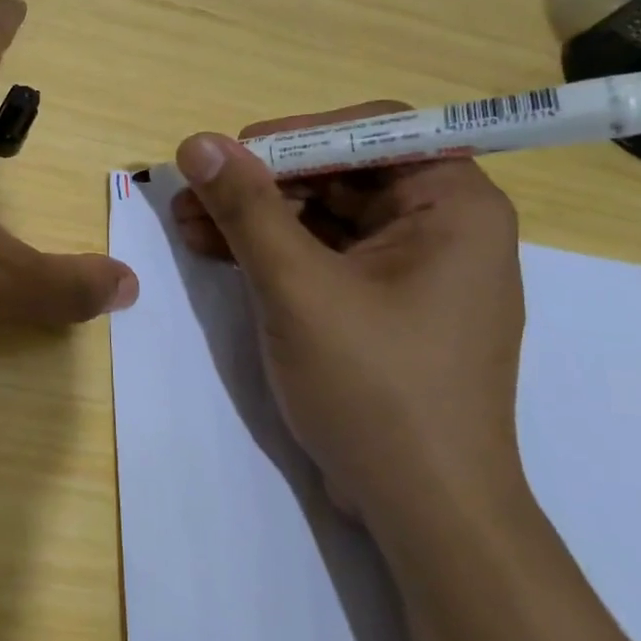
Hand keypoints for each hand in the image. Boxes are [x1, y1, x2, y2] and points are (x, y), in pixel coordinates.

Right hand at [171, 104, 524, 536]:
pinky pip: (324, 257)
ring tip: (185, 223)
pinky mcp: (383, 307)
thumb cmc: (375, 387)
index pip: (373, 131)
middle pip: (341, 174)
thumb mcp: (298, 288)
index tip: (229, 156)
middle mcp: (442, 227)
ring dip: (255, 218)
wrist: (423, 508)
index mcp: (454, 206)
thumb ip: (248, 208)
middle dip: (260, 183)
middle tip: (189, 193)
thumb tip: (196, 143)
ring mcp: (411, 271)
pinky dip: (272, 253)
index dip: (294, 135)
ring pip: (324, 217)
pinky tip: (214, 251)